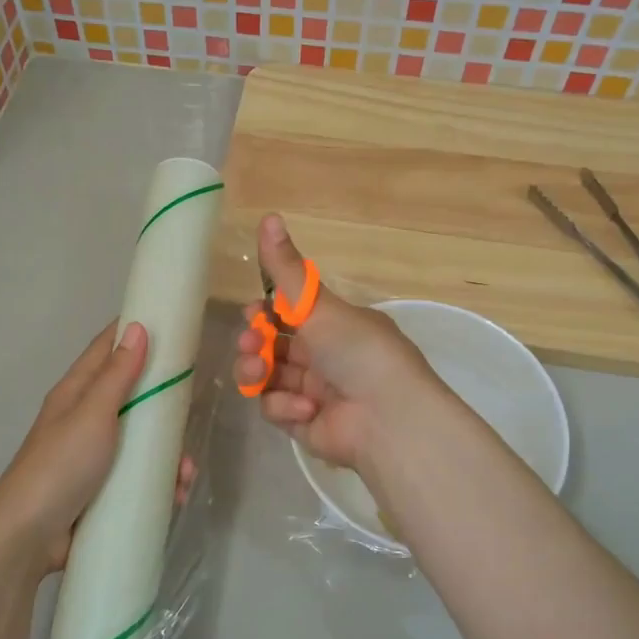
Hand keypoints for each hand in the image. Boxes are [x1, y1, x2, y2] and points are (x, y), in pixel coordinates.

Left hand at [0, 322, 194, 575]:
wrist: (27, 538)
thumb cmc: (61, 465)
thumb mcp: (92, 414)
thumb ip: (117, 374)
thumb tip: (138, 327)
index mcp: (76, 393)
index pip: (106, 349)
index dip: (134, 332)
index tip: (171, 323)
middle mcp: (84, 419)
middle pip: (131, 395)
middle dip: (163, 401)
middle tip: (193, 403)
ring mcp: (94, 457)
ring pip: (140, 441)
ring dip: (167, 452)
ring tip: (185, 471)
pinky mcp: (102, 490)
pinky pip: (138, 476)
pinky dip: (159, 481)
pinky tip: (176, 493)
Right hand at [233, 214, 444, 472]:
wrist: (388, 418)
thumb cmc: (358, 351)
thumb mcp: (319, 304)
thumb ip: (287, 268)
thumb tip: (268, 215)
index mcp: (334, 325)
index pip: (289, 314)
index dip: (264, 312)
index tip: (253, 311)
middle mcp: (324, 356)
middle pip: (270, 345)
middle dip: (253, 342)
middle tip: (251, 342)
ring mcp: (312, 392)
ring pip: (266, 377)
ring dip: (257, 372)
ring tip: (260, 373)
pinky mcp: (303, 424)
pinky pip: (276, 408)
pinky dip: (285, 406)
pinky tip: (306, 408)